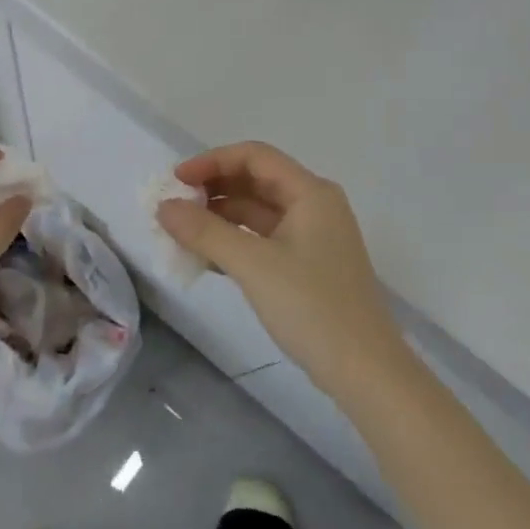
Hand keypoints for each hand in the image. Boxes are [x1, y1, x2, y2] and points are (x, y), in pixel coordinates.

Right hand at [158, 142, 405, 397]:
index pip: (254, 157)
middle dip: (213, 189)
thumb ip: (205, 232)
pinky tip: (206, 257)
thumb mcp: (253, 265)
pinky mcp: (307, 265)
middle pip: (255, 180)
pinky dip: (234, 241)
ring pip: (257, 212)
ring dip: (220, 217)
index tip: (176, 181)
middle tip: (175, 207)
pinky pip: (263, 239)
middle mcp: (314, 206)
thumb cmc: (312, 307)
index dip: (212, 162)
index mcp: (310, 193)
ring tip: (182, 232)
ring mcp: (312, 236)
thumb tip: (164, 207)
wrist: (365, 372)